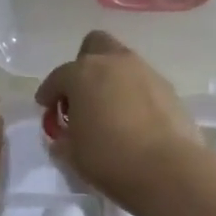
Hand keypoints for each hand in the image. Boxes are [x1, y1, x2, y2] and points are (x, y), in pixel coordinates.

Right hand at [34, 31, 201, 204]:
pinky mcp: (169, 89)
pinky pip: (143, 83)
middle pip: (94, 46)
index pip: (58, 77)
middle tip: (81, 94)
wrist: (168, 169)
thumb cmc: (109, 158)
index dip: (49, 92)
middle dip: (84, 65)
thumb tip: (64, 136)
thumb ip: (63, 138)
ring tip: (109, 109)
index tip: (46, 106)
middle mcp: (114, 63)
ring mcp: (145, 72)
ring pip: (122, 63)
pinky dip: (134, 94)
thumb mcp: (72, 153)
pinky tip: (133, 119)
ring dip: (112, 79)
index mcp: (82, 74)